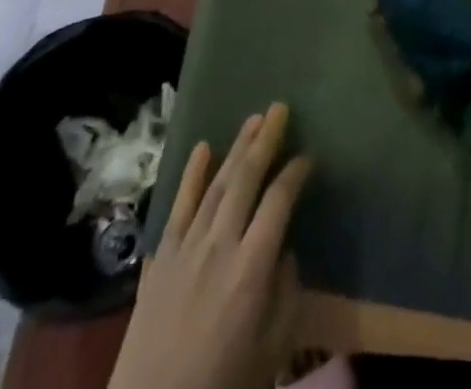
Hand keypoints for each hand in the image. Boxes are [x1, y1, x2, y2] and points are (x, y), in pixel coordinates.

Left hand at [110, 102, 312, 388]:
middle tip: (280, 108)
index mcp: (252, 266)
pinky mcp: (162, 256)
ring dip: (236, 147)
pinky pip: (179, 205)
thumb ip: (286, 295)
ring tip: (253, 119)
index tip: (308, 156)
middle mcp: (220, 243)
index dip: (295, 173)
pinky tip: (202, 148)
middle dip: (265, 140)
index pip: (279, 201)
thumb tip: (286, 253)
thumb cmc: (223, 383)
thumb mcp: (272, 350)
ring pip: (217, 183)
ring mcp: (187, 246)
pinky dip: (192, 174)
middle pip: (246, 178)